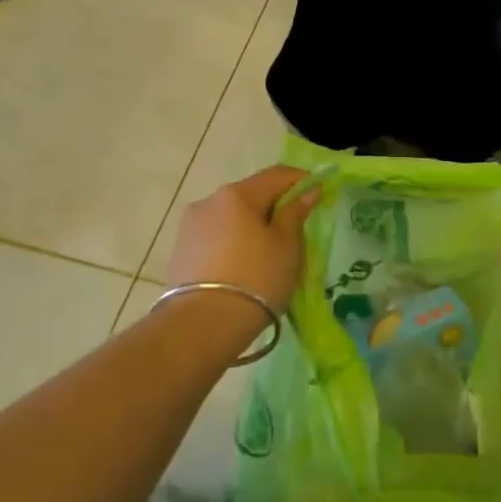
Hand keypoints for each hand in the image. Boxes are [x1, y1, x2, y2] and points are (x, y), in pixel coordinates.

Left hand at [168, 165, 320, 317]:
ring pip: (231, 217)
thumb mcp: (286, 246)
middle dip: (274, 206)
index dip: (302, 181)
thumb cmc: (255, 279)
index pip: (276, 175)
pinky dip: (233, 243)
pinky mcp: (180, 251)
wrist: (202, 326)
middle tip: (295, 230)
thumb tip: (308, 191)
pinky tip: (243, 266)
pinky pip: (216, 237)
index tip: (320, 194)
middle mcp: (209, 201)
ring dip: (251, 226)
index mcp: (237, 194)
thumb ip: (296, 213)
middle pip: (251, 194)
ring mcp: (190, 226)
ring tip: (267, 254)